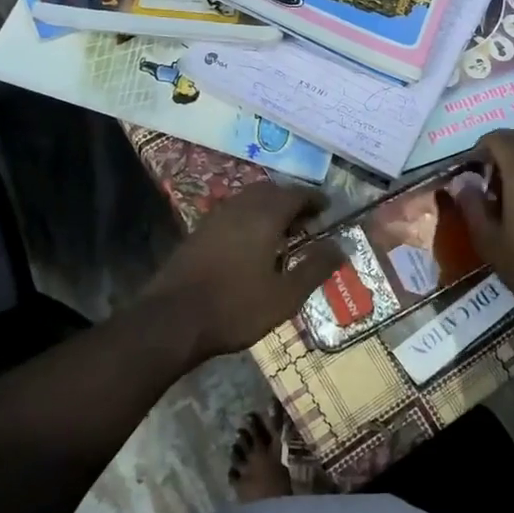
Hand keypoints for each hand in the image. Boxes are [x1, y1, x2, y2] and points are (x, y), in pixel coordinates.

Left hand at [139, 182, 343, 360]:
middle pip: (271, 192)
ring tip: (283, 233)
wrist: (171, 320)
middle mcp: (240, 207)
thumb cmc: (235, 307)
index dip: (314, 198)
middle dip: (291, 201)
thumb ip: (315, 268)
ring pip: (249, 201)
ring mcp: (215, 218)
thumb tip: (341, 247)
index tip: (327, 208)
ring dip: (269, 209)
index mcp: (264, 216)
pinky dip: (250, 219)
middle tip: (307, 220)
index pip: (296, 194)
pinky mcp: (198, 232)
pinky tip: (252, 245)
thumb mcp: (285, 295)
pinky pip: (233, 214)